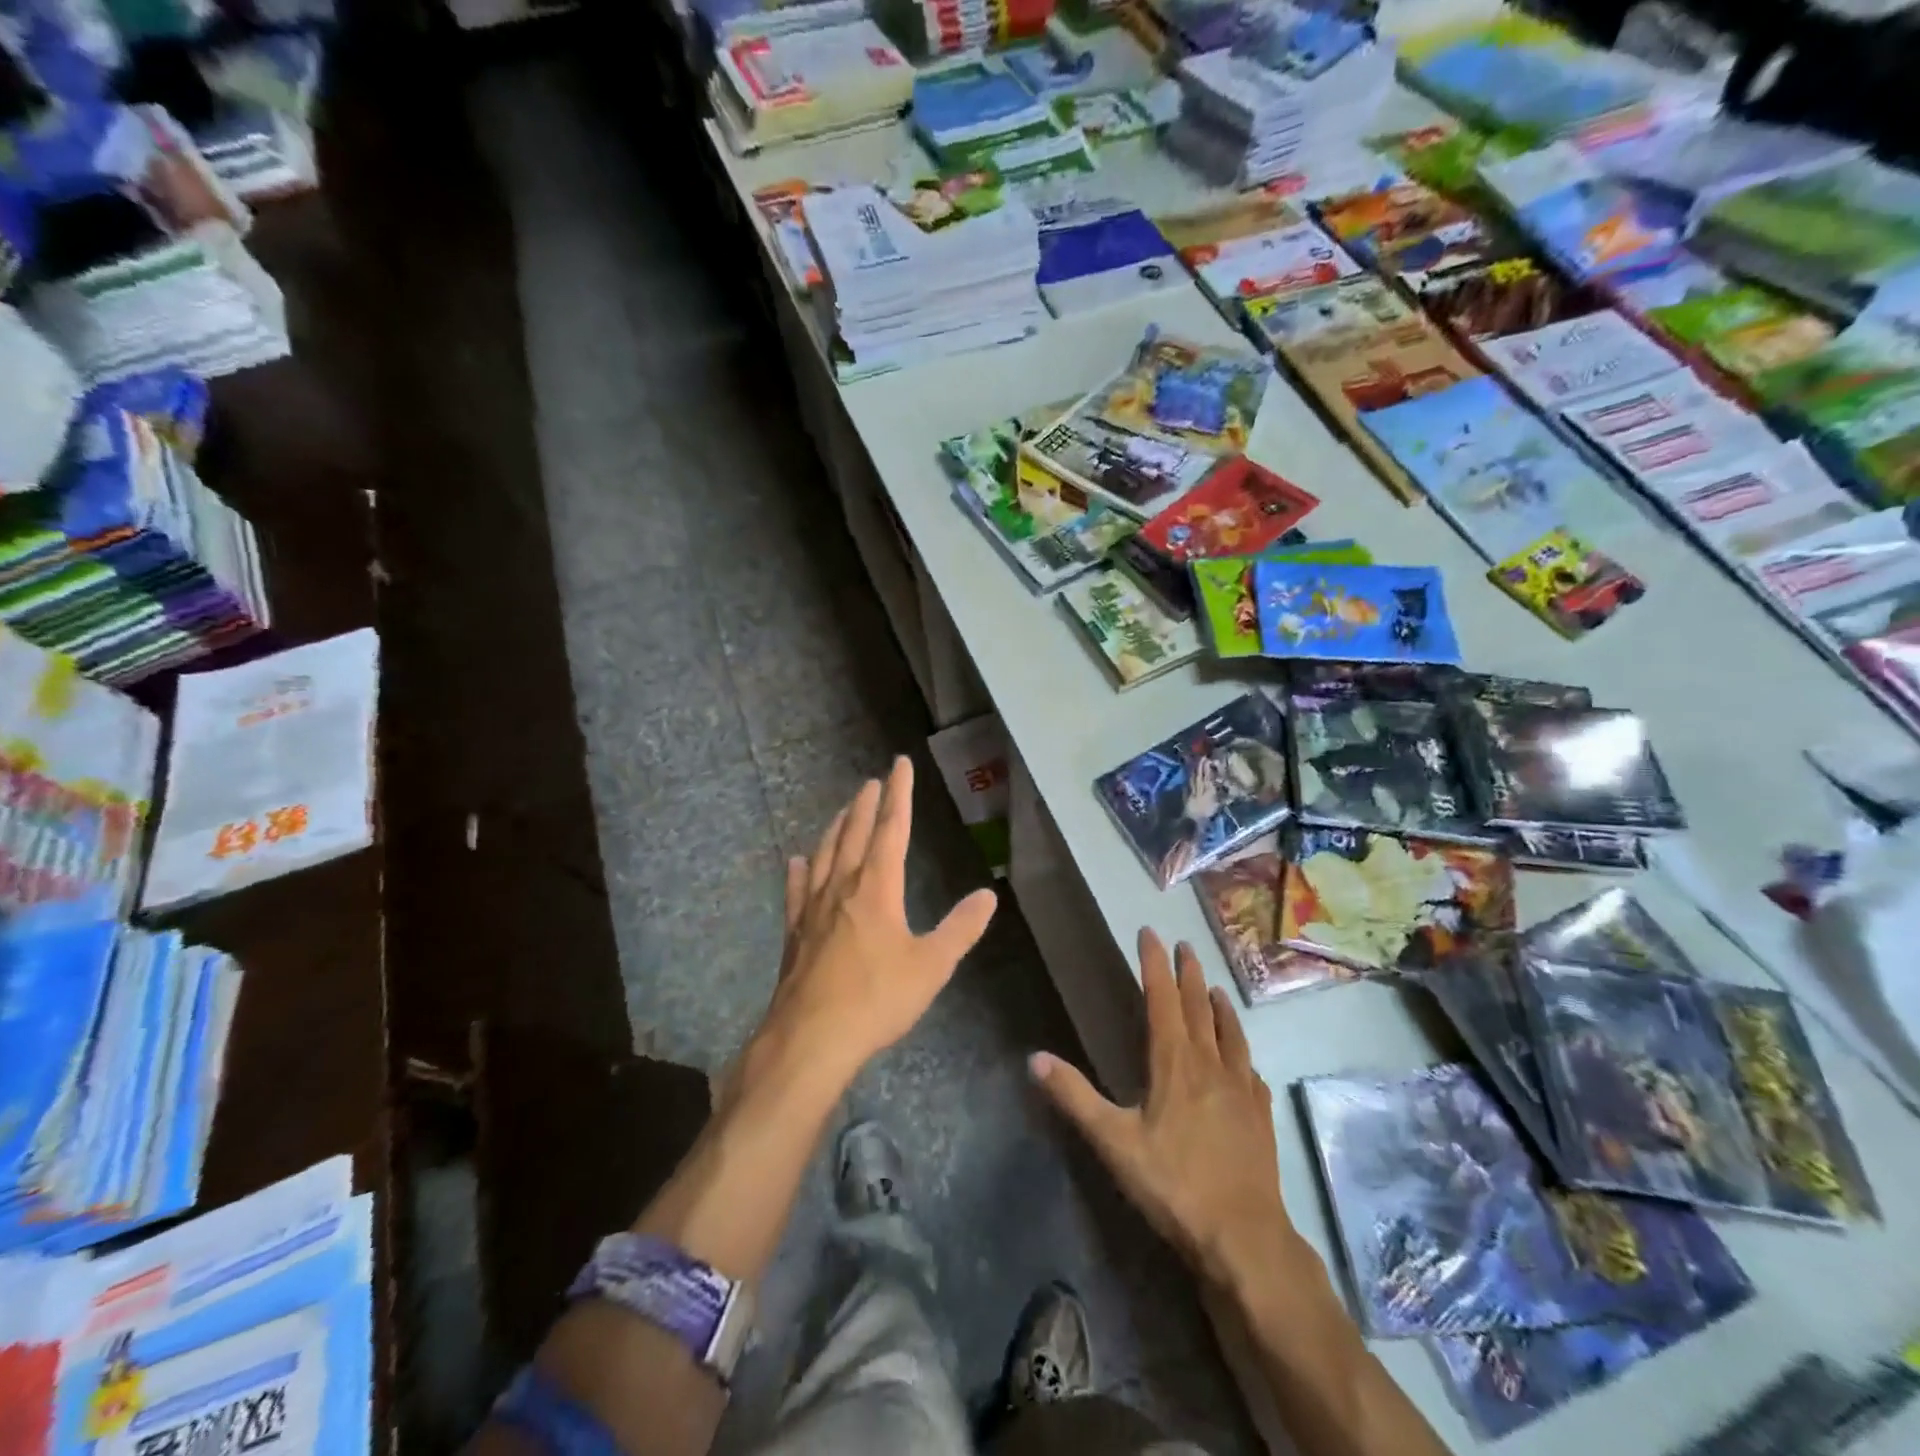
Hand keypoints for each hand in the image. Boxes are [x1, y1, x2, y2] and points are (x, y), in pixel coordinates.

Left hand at [754, 756, 997, 1091]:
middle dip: (864, 805)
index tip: (898, 764)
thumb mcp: (932, 965)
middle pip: (853, 834)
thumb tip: (987, 895)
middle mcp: (843, 887)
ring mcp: (814, 909)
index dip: (898, 794)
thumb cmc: (877, 999)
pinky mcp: (795, 933)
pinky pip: (797, 890)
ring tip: (840, 811)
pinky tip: (796, 861)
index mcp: (877, 888)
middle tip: (871, 782)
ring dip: (834, 828)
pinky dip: (799, 871)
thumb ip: (960, 928)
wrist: (811, 1039)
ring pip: (824, 855)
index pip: (891, 828)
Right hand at [1032, 930, 1291, 1282]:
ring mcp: (1241, 1088)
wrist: (1244, 1237)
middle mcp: (1210, 1064)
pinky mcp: (1260, 1114)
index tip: (1150, 933)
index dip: (1154, 964)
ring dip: (1219, 1005)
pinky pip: (1250, 1069)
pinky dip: (1242, 1052)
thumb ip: (1075, 1097)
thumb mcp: (1114, 1142)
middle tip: (1183, 945)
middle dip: (1188, 973)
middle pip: (1198, 1006)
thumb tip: (1034, 1058)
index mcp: (1174, 1062)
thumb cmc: (1174, 1184)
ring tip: (1215, 987)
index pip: (1162, 999)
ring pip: (1230, 1032)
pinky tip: (1244, 1059)